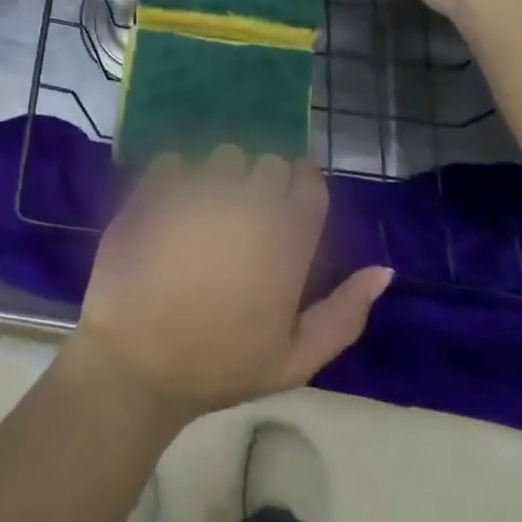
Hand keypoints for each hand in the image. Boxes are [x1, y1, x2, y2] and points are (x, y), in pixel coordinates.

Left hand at [67, 147, 392, 426]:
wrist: (136, 363)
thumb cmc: (220, 366)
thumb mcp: (295, 359)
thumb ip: (345, 312)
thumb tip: (385, 270)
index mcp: (285, 243)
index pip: (309, 183)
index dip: (302, 185)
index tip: (290, 201)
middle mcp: (246, 206)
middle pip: (269, 163)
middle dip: (264, 182)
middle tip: (248, 217)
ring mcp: (198, 192)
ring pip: (224, 155)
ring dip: (222, 176)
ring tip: (208, 212)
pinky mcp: (156, 188)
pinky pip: (176, 160)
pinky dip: (176, 177)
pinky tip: (171, 208)